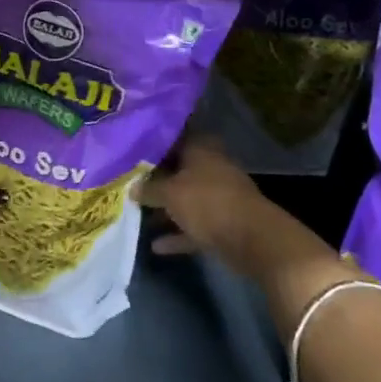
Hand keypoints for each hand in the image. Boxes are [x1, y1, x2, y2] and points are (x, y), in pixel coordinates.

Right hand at [140, 135, 340, 288]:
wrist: (252, 239)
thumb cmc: (207, 203)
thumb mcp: (169, 193)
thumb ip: (148, 189)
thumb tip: (132, 187)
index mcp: (201, 149)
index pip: (175, 136)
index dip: (153, 141)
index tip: (131, 147)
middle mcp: (211, 168)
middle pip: (179, 169)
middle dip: (156, 176)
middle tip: (128, 180)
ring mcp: (219, 196)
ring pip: (186, 198)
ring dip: (166, 208)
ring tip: (137, 213)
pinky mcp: (223, 223)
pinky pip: (194, 226)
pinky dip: (178, 234)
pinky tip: (156, 245)